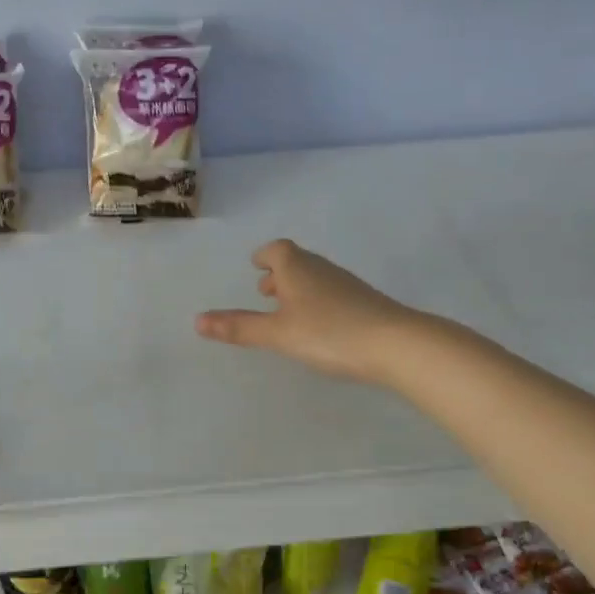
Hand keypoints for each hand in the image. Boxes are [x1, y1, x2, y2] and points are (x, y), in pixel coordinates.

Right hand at [195, 240, 415, 383]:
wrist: (396, 344)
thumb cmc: (329, 333)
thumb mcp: (278, 333)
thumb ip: (240, 327)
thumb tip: (197, 320)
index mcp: (297, 269)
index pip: (277, 250)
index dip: (265, 256)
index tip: (256, 265)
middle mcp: (322, 269)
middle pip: (297, 262)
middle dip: (279, 274)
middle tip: (265, 291)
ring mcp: (347, 285)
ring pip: (316, 278)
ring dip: (298, 289)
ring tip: (287, 311)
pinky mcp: (365, 303)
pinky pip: (332, 294)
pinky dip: (317, 302)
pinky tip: (319, 326)